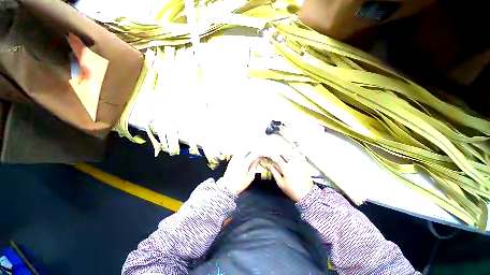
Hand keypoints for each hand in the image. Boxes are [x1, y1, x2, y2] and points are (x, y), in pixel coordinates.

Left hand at [217, 152, 259, 194]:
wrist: (227, 187)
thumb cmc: (240, 184)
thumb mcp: (250, 177)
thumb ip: (254, 166)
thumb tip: (257, 159)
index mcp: (244, 164)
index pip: (253, 154)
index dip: (259, 153)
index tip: (263, 154)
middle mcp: (238, 159)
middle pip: (247, 148)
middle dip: (254, 149)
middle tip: (259, 151)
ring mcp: (234, 158)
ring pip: (242, 148)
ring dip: (249, 148)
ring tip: (254, 151)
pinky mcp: (232, 159)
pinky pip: (239, 151)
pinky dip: (244, 150)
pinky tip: (247, 152)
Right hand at [262, 150, 313, 201]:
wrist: (308, 195)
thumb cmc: (292, 190)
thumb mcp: (280, 183)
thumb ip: (274, 172)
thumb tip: (267, 165)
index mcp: (286, 167)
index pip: (275, 157)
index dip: (268, 154)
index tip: (262, 153)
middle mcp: (293, 162)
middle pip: (283, 153)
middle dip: (276, 154)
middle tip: (272, 158)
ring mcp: (299, 162)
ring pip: (290, 153)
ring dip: (284, 154)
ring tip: (281, 159)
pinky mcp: (304, 164)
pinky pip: (297, 156)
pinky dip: (292, 156)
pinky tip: (290, 160)